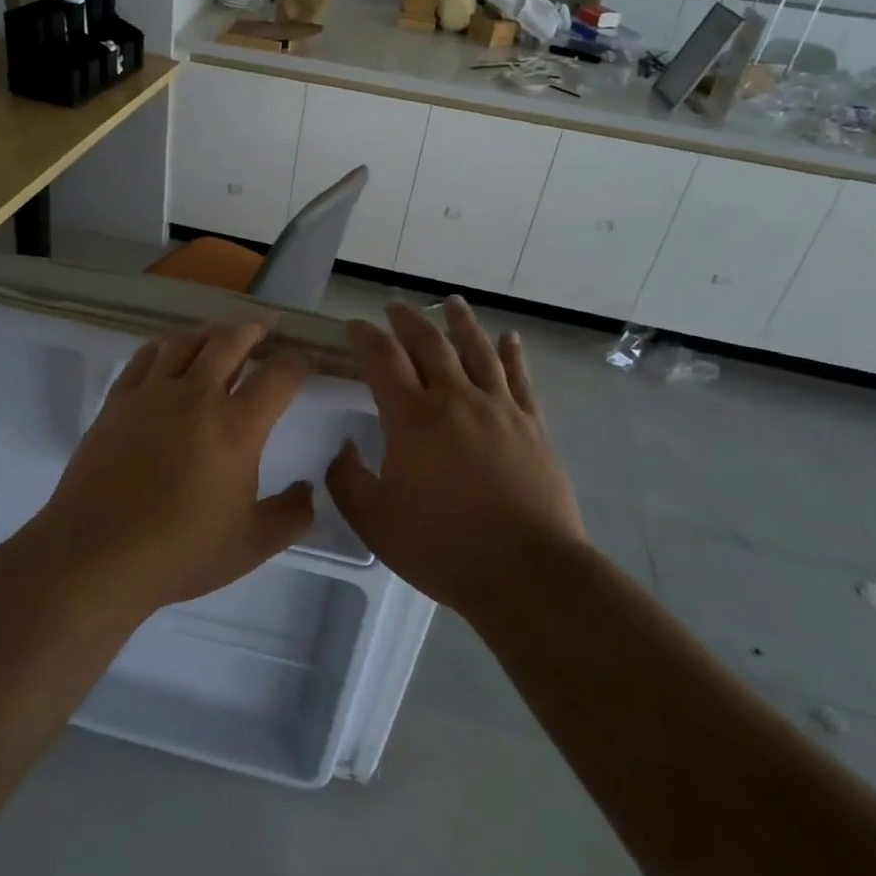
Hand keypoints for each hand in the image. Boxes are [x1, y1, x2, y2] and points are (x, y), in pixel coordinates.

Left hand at [34, 321, 313, 613]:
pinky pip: (146, 356)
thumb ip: (291, 515)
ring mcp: (152, 393)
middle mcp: (196, 396)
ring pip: (186, 341)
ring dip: (210, 333)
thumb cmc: (180, 553)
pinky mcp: (118, 400)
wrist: (97, 555)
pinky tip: (170, 354)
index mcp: (236, 427)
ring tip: (220, 337)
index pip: (278, 376)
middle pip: (230, 341)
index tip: (303, 364)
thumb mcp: (252, 545)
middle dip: (253, 330)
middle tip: (264, 328)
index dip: (297, 363)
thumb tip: (309, 490)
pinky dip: (166, 346)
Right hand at [327, 296, 587, 614]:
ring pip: (478, 350)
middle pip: (430, 344)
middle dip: (408, 321)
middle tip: (394, 308)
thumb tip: (344, 448)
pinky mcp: (532, 425)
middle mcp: (455, 399)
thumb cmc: (443, 547)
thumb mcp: (375, 522)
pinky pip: (520, 378)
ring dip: (461, 323)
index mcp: (412, 418)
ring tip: (452, 303)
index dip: (365, 337)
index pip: (383, 360)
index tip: (355, 326)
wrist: (527, 572)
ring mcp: (499, 409)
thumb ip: (348, 481)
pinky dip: (512, 354)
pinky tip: (509, 338)